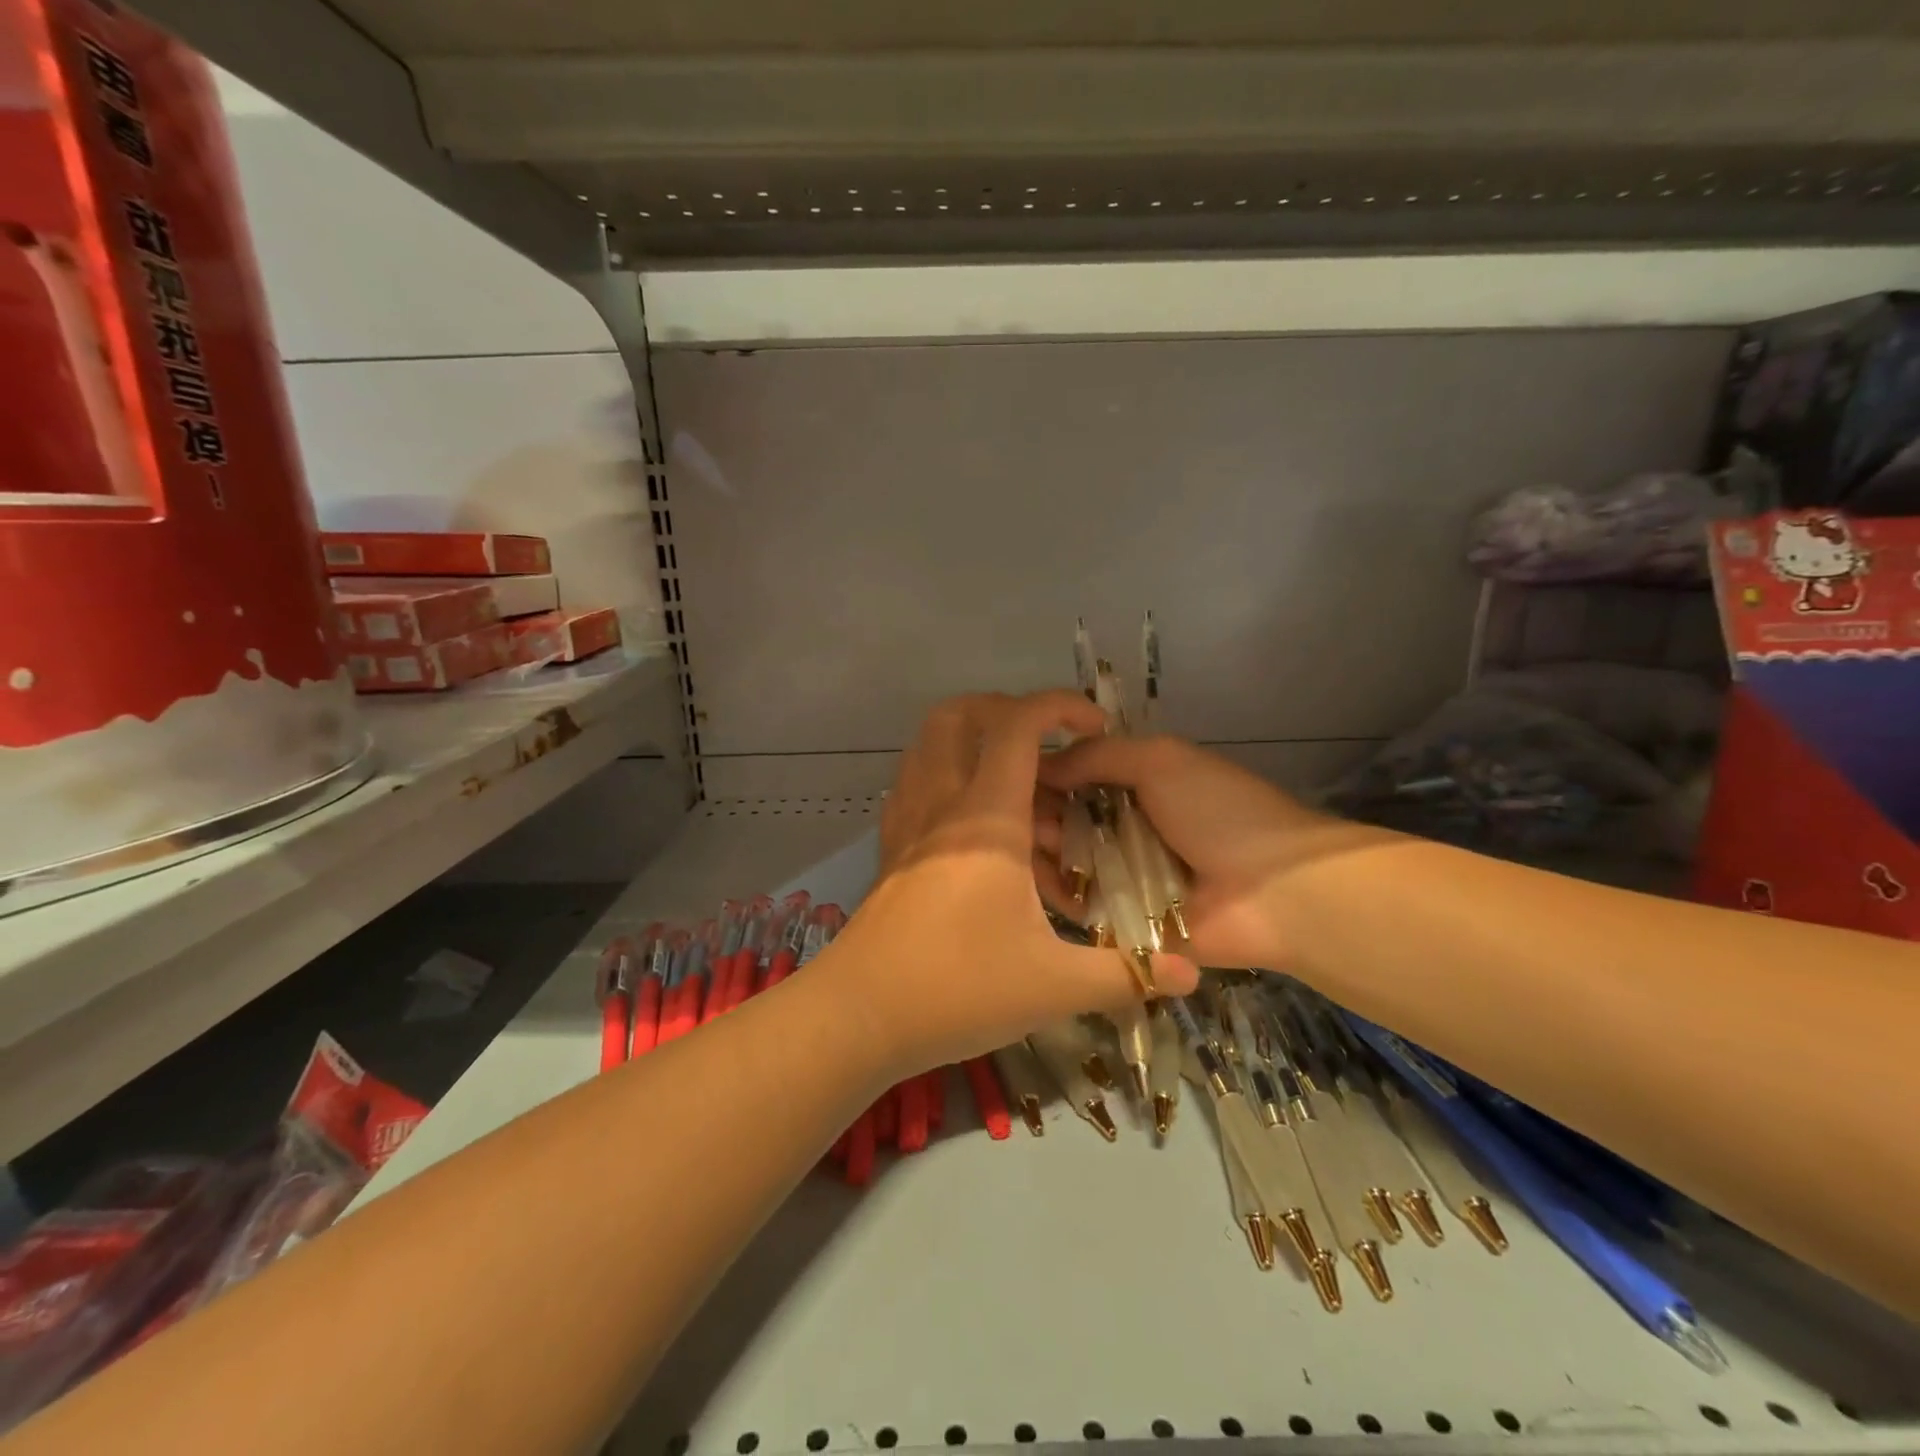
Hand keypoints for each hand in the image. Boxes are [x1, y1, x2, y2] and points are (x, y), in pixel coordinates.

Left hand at [817, 692, 1197, 1077]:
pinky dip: (946, 777)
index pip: (1017, 725)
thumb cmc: (958, 989)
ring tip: (1019, 786)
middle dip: (1007, 710)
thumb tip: (1188, 972)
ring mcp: (907, 822)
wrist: (859, 1016)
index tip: (1096, 725)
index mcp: (985, 817)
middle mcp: (941, 802)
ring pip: (929, 745)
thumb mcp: (1053, 985)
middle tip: (1049, 746)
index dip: (1059, 706)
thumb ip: (1125, 974)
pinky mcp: (889, 847)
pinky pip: (915, 783)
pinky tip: (976, 823)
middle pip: (959, 715)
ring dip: (973, 741)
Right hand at [1038, 735, 1384, 970]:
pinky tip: (1031, 881)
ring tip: (1023, 846)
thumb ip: (1098, 756)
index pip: (1075, 777)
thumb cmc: (1220, 812)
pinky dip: (1056, 893)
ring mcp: (1124, 877)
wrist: (1278, 891)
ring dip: (1041, 850)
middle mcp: (1126, 829)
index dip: (1043, 775)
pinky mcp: (1123, 923)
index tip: (1007, 775)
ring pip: (1065, 861)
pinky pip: (1079, 906)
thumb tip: (1039, 763)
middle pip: (1064, 819)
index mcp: (1138, 787)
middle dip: (1036, 814)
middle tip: (1010, 816)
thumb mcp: (1160, 760)